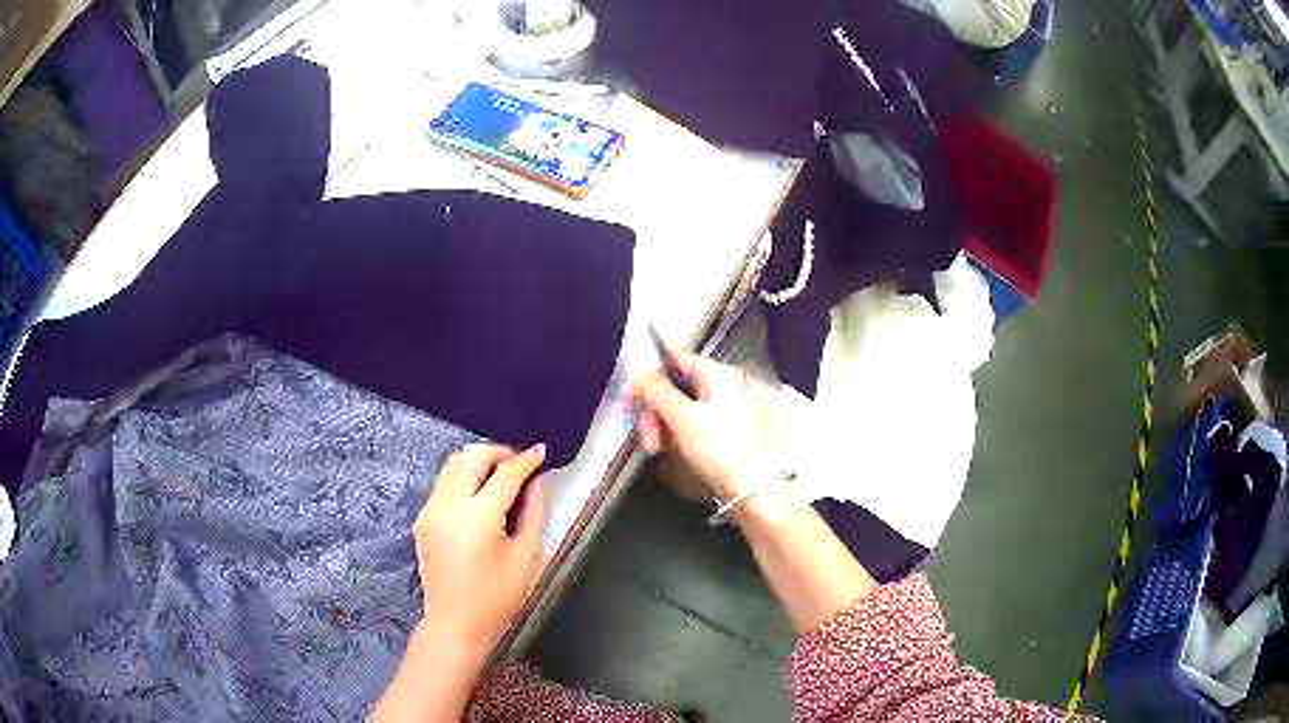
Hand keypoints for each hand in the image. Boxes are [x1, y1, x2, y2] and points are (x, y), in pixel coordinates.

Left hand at [412, 443, 546, 658]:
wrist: (455, 623)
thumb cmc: (498, 597)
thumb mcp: (526, 557)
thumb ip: (534, 513)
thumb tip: (537, 482)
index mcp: (478, 517)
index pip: (504, 474)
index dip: (525, 460)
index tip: (541, 453)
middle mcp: (449, 505)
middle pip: (471, 456)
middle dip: (498, 452)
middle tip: (519, 464)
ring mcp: (430, 510)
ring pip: (452, 464)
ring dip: (477, 462)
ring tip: (500, 476)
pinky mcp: (422, 519)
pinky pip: (443, 483)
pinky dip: (463, 477)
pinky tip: (480, 496)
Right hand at [629, 351, 773, 500]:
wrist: (748, 487)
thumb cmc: (721, 450)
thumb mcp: (681, 417)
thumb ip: (656, 391)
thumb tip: (639, 375)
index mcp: (718, 374)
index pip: (675, 357)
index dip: (651, 373)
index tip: (634, 393)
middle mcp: (724, 385)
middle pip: (675, 385)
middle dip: (655, 408)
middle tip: (647, 432)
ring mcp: (724, 407)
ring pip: (680, 405)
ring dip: (662, 423)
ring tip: (656, 446)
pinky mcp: (722, 428)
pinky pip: (691, 421)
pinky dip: (676, 432)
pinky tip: (668, 448)